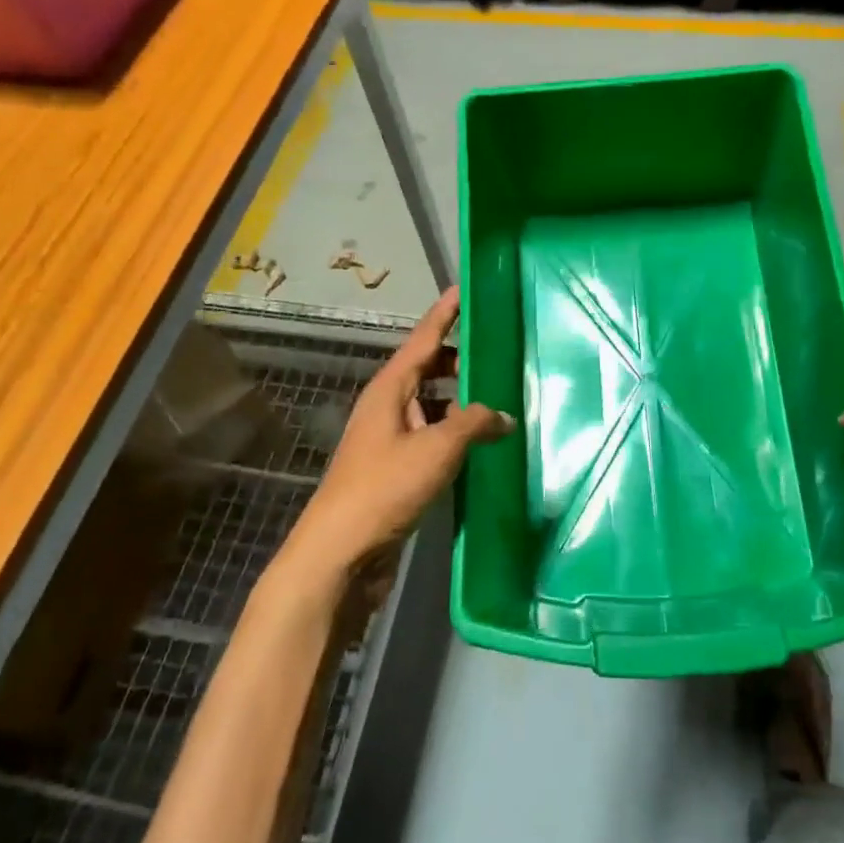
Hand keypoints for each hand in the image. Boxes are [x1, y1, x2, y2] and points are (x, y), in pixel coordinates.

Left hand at [289, 287, 512, 578]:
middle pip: (429, 369)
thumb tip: (503, 415)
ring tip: (501, 396)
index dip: (445, 313)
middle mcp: (389, 406)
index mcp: (390, 389)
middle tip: (500, 351)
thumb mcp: (436, 449)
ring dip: (462, 400)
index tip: (464, 289)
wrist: (340, 553)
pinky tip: (483, 442)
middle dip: (461, 359)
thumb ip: (474, 424)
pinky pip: (433, 435)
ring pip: (433, 405)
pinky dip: (456, 433)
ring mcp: (392, 438)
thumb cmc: (384, 487)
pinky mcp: (398, 468)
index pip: (423, 339)